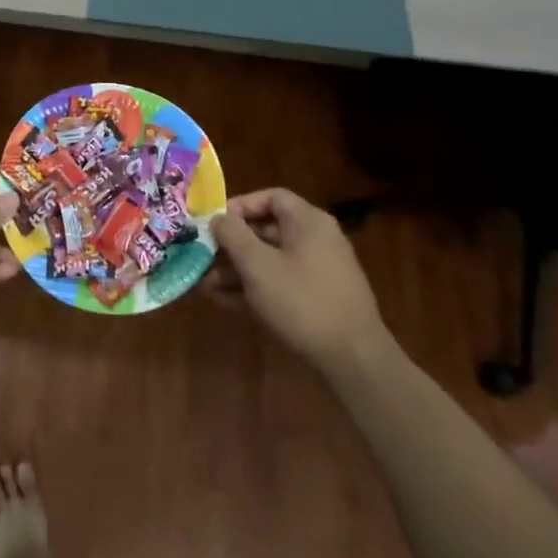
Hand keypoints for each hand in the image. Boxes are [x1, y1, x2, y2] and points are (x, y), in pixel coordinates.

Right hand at [210, 188, 396, 377]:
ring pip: (271, 261)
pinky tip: (226, 302)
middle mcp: (317, 240)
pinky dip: (255, 288)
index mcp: (308, 222)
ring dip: (238, 270)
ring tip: (206, 284)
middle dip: (232, 244)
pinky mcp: (319, 300)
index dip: (239, 206)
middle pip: (267, 230)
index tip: (214, 223)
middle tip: (203, 256)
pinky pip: (281, 283)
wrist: (354, 360)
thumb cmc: (302, 301)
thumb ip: (233, 236)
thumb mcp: (258, 265)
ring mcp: (320, 272)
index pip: (271, 197)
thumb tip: (218, 218)